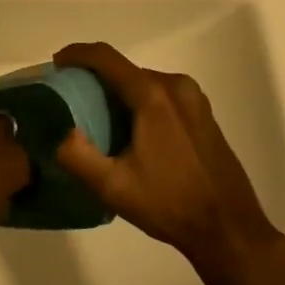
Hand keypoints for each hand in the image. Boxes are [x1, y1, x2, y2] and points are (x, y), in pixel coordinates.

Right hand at [53, 43, 280, 270]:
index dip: (77, 54)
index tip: (56, 64)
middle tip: (71, 102)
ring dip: (118, 93)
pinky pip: (161, 94)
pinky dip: (139, 102)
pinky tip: (130, 132)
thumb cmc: (169, 204)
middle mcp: (175, 86)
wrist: (229, 230)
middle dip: (95, 79)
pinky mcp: (203, 113)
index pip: (107, 58)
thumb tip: (59, 131)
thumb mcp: (113, 187)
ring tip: (96, 119)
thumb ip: (76, 156)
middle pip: (125, 70)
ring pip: (143, 82)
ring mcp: (194, 98)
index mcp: (153, 95)